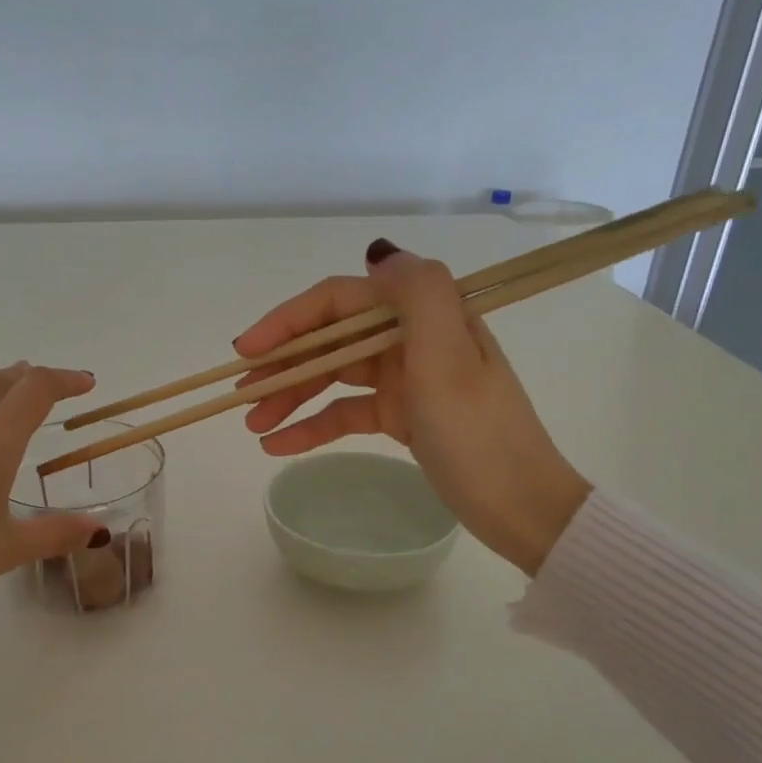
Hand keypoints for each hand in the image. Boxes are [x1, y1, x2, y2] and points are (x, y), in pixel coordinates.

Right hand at [234, 240, 591, 575]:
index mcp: (425, 316)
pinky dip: (314, 426)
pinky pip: (347, 411)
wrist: (521, 508)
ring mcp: (406, 378)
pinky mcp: (402, 415)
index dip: (290, 319)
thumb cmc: (480, 436)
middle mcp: (412, 338)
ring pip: (334, 376)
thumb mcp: (450, 360)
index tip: (248, 350)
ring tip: (252, 424)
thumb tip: (378, 254)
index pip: (342, 300)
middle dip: (284, 363)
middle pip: (332, 338)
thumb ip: (418, 295)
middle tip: (241, 393)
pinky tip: (280, 445)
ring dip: (291, 396)